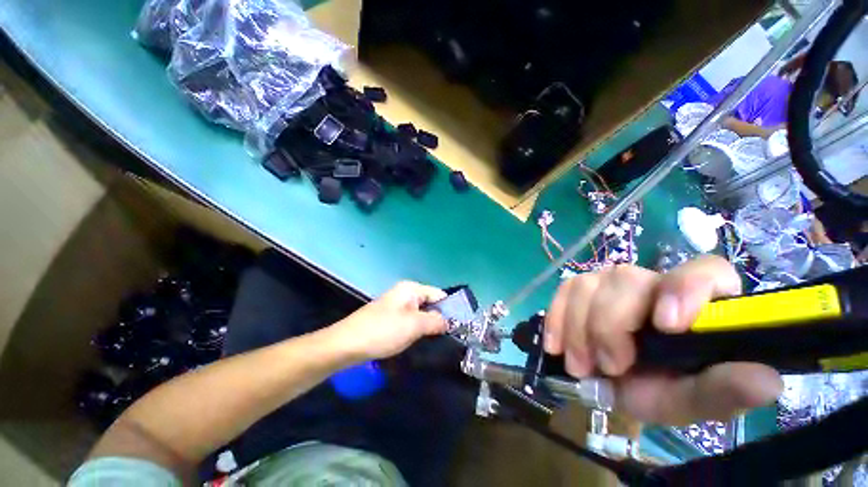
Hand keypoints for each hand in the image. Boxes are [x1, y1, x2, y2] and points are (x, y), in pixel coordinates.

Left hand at [331, 281, 447, 360]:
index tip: (459, 327)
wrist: (347, 344)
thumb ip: (436, 321)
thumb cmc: (383, 330)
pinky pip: (410, 322)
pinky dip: (417, 331)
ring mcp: (397, 306)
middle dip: (439, 319)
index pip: (439, 295)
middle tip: (449, 337)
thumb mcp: (414, 325)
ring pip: (420, 314)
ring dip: (428, 327)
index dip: (450, 309)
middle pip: (430, 304)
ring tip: (437, 342)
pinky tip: (420, 342)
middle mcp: (405, 294)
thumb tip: (449, 322)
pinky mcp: (390, 319)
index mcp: (411, 289)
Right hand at [544, 256, 782, 424]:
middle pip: (626, 281)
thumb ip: (724, 391)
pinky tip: (556, 345)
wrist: (619, 382)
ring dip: (578, 328)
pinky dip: (557, 318)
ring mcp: (610, 281)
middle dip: (609, 326)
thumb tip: (767, 380)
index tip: (665, 325)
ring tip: (580, 365)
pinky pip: (563, 291)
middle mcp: (652, 282)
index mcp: (697, 303)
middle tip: (608, 366)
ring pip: (587, 285)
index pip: (704, 271)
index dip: (684, 289)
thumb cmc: (663, 388)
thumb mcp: (693, 400)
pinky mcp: (581, 287)